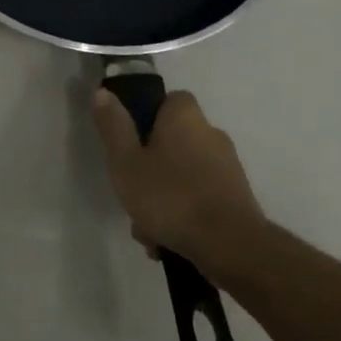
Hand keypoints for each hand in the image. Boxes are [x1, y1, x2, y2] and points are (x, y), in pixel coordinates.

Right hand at [91, 87, 269, 285]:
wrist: (232, 248)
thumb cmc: (171, 197)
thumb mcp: (125, 161)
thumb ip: (113, 126)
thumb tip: (103, 92)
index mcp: (185, 117)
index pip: (167, 100)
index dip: (146, 117)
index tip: (129, 142)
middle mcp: (211, 134)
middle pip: (172, 142)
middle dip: (150, 169)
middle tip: (131, 193)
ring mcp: (228, 168)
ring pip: (183, 175)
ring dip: (164, 198)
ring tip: (147, 231)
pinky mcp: (238, 199)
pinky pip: (200, 199)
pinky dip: (184, 215)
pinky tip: (168, 242)